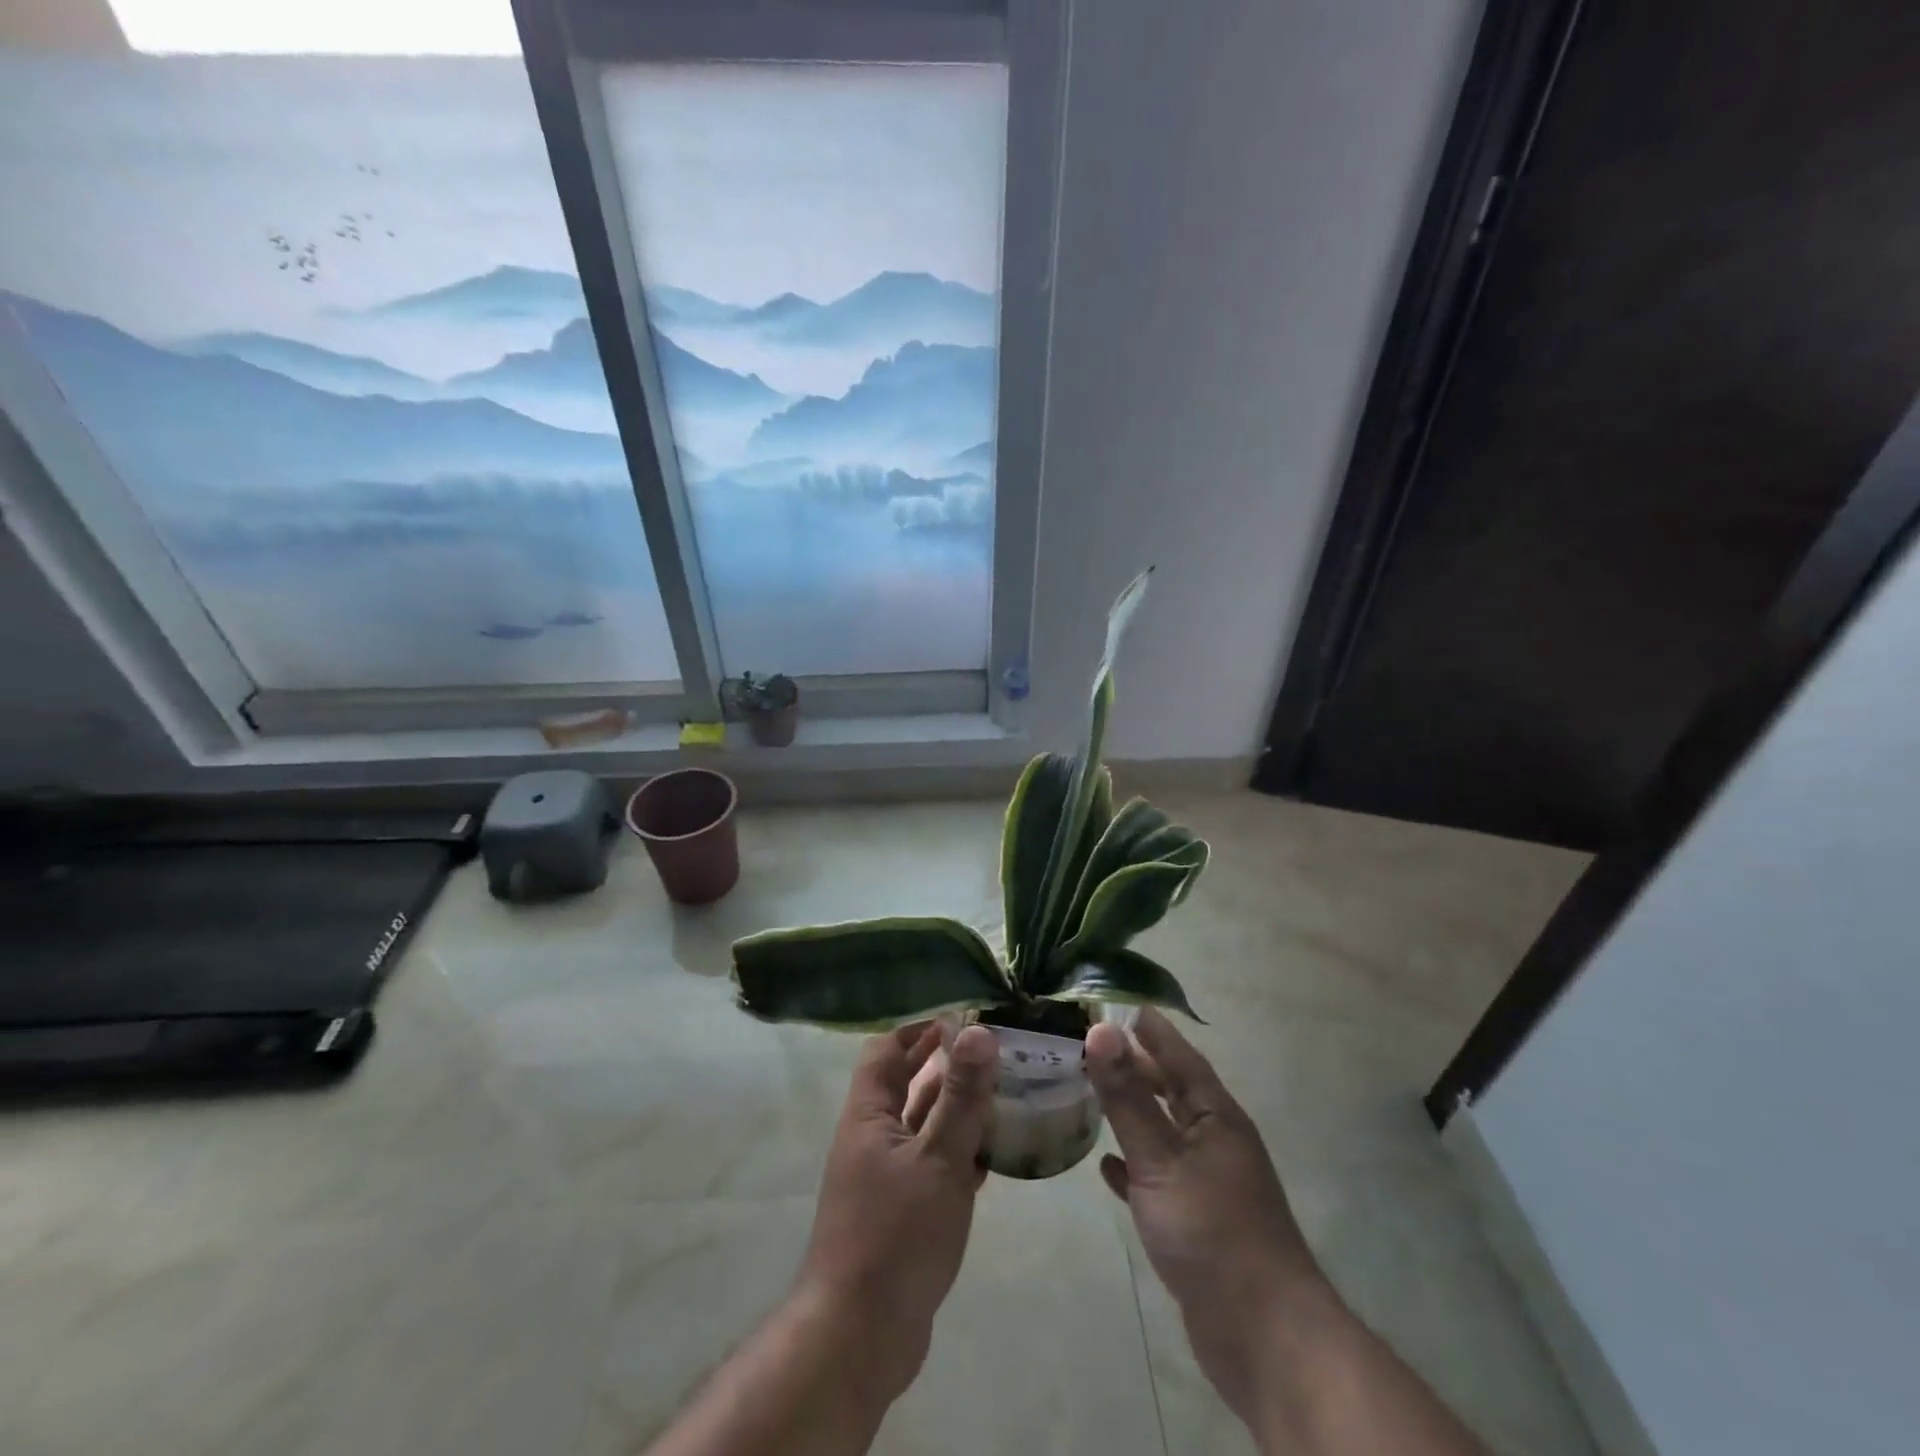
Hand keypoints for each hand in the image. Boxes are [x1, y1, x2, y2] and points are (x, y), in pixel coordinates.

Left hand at [795, 1020, 997, 1402]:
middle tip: (992, 1047)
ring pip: (924, 1125)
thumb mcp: (937, 1160)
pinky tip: (994, 1149)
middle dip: (944, 1062)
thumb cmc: (895, 1236)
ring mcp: (886, 1177)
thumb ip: (960, 1097)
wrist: (859, 1337)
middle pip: (907, 1083)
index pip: (887, 1049)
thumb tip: (979, 1032)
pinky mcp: (903, 1211)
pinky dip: (960, 1151)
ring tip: (1003, 1089)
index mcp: (868, 1115)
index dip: (919, 1028)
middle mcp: (872, 1138)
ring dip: (957, 1107)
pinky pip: (934, 1164)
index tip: (962, 1014)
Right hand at [1085, 1010, 1330, 1423]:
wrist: (1263, 1335)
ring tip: (1093, 1093)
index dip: (1152, 1030)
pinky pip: (1159, 1178)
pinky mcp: (1197, 1221)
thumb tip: (1099, 1029)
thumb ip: (1126, 1097)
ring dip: (1132, 1113)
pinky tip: (1107, 1166)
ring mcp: (1208, 1183)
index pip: (1180, 1056)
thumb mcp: (1160, 1158)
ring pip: (1164, 1133)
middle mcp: (1215, 1141)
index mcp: (1215, 1117)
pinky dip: (1134, 1167)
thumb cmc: (1212, 1231)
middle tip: (1093, 1045)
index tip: (1121, 1003)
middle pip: (1172, 1091)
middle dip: (1137, 1067)